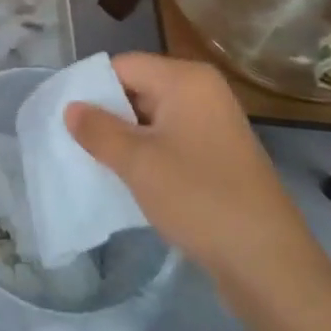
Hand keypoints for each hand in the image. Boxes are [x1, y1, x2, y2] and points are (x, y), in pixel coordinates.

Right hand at [66, 53, 325, 300]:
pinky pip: (171, 140)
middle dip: (106, 113)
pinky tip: (127, 177)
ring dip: (124, 137)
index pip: (124, 66)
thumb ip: (98, 130)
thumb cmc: (199, 198)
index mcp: (186, 79)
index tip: (61, 114)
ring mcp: (214, 124)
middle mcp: (203, 91)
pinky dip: (147, 153)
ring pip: (153, 117)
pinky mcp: (219, 155)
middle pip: (139, 88)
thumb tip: (71, 108)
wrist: (269, 264)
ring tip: (92, 160)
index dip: (90, 86)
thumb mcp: (137, 162)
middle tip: (72, 140)